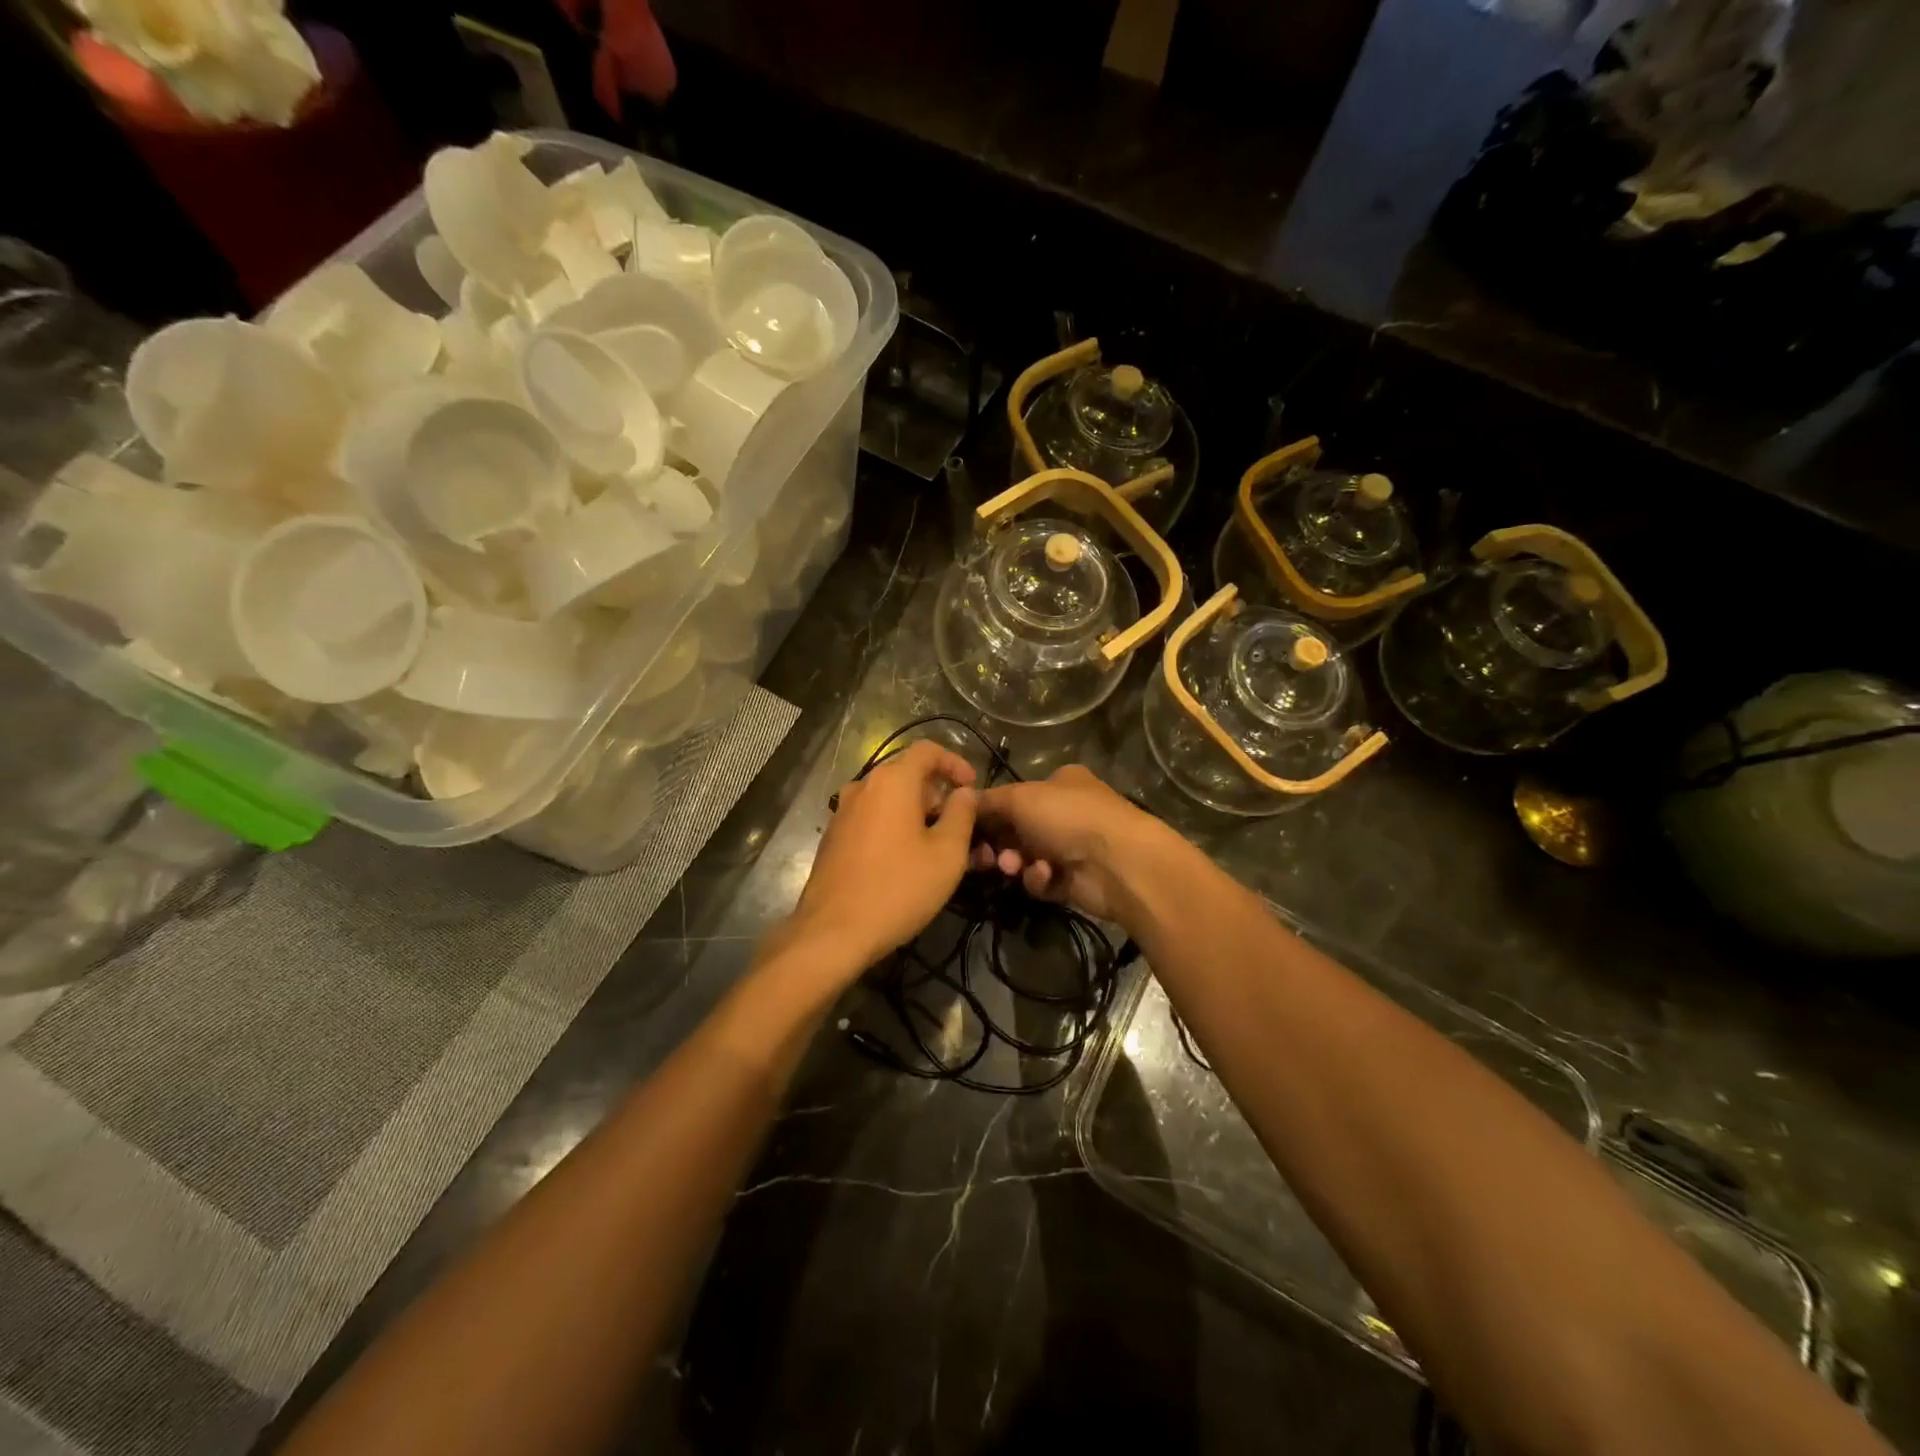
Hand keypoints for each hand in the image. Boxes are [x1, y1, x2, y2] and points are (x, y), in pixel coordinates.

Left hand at [784, 740, 977, 973]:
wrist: (833, 932)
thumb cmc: (898, 888)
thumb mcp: (947, 854)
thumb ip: (962, 814)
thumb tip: (964, 793)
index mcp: (891, 781)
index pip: (927, 750)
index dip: (955, 762)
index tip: (972, 787)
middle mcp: (863, 787)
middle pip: (907, 776)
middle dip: (938, 796)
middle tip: (961, 828)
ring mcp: (843, 812)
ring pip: (889, 800)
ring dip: (917, 815)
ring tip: (938, 848)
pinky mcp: (834, 838)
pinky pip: (872, 819)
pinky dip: (895, 828)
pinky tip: (907, 861)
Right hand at [972, 764, 1169, 923]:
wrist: (1118, 862)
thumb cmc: (1068, 817)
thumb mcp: (1020, 798)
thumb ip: (989, 801)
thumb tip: (962, 798)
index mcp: (1060, 783)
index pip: (1015, 796)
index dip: (989, 812)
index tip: (964, 827)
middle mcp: (1066, 812)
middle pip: (1017, 829)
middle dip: (999, 843)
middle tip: (981, 856)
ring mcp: (1073, 847)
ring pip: (1026, 857)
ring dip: (1016, 862)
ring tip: (1015, 867)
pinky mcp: (1075, 880)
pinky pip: (1043, 880)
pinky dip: (1039, 879)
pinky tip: (1045, 876)